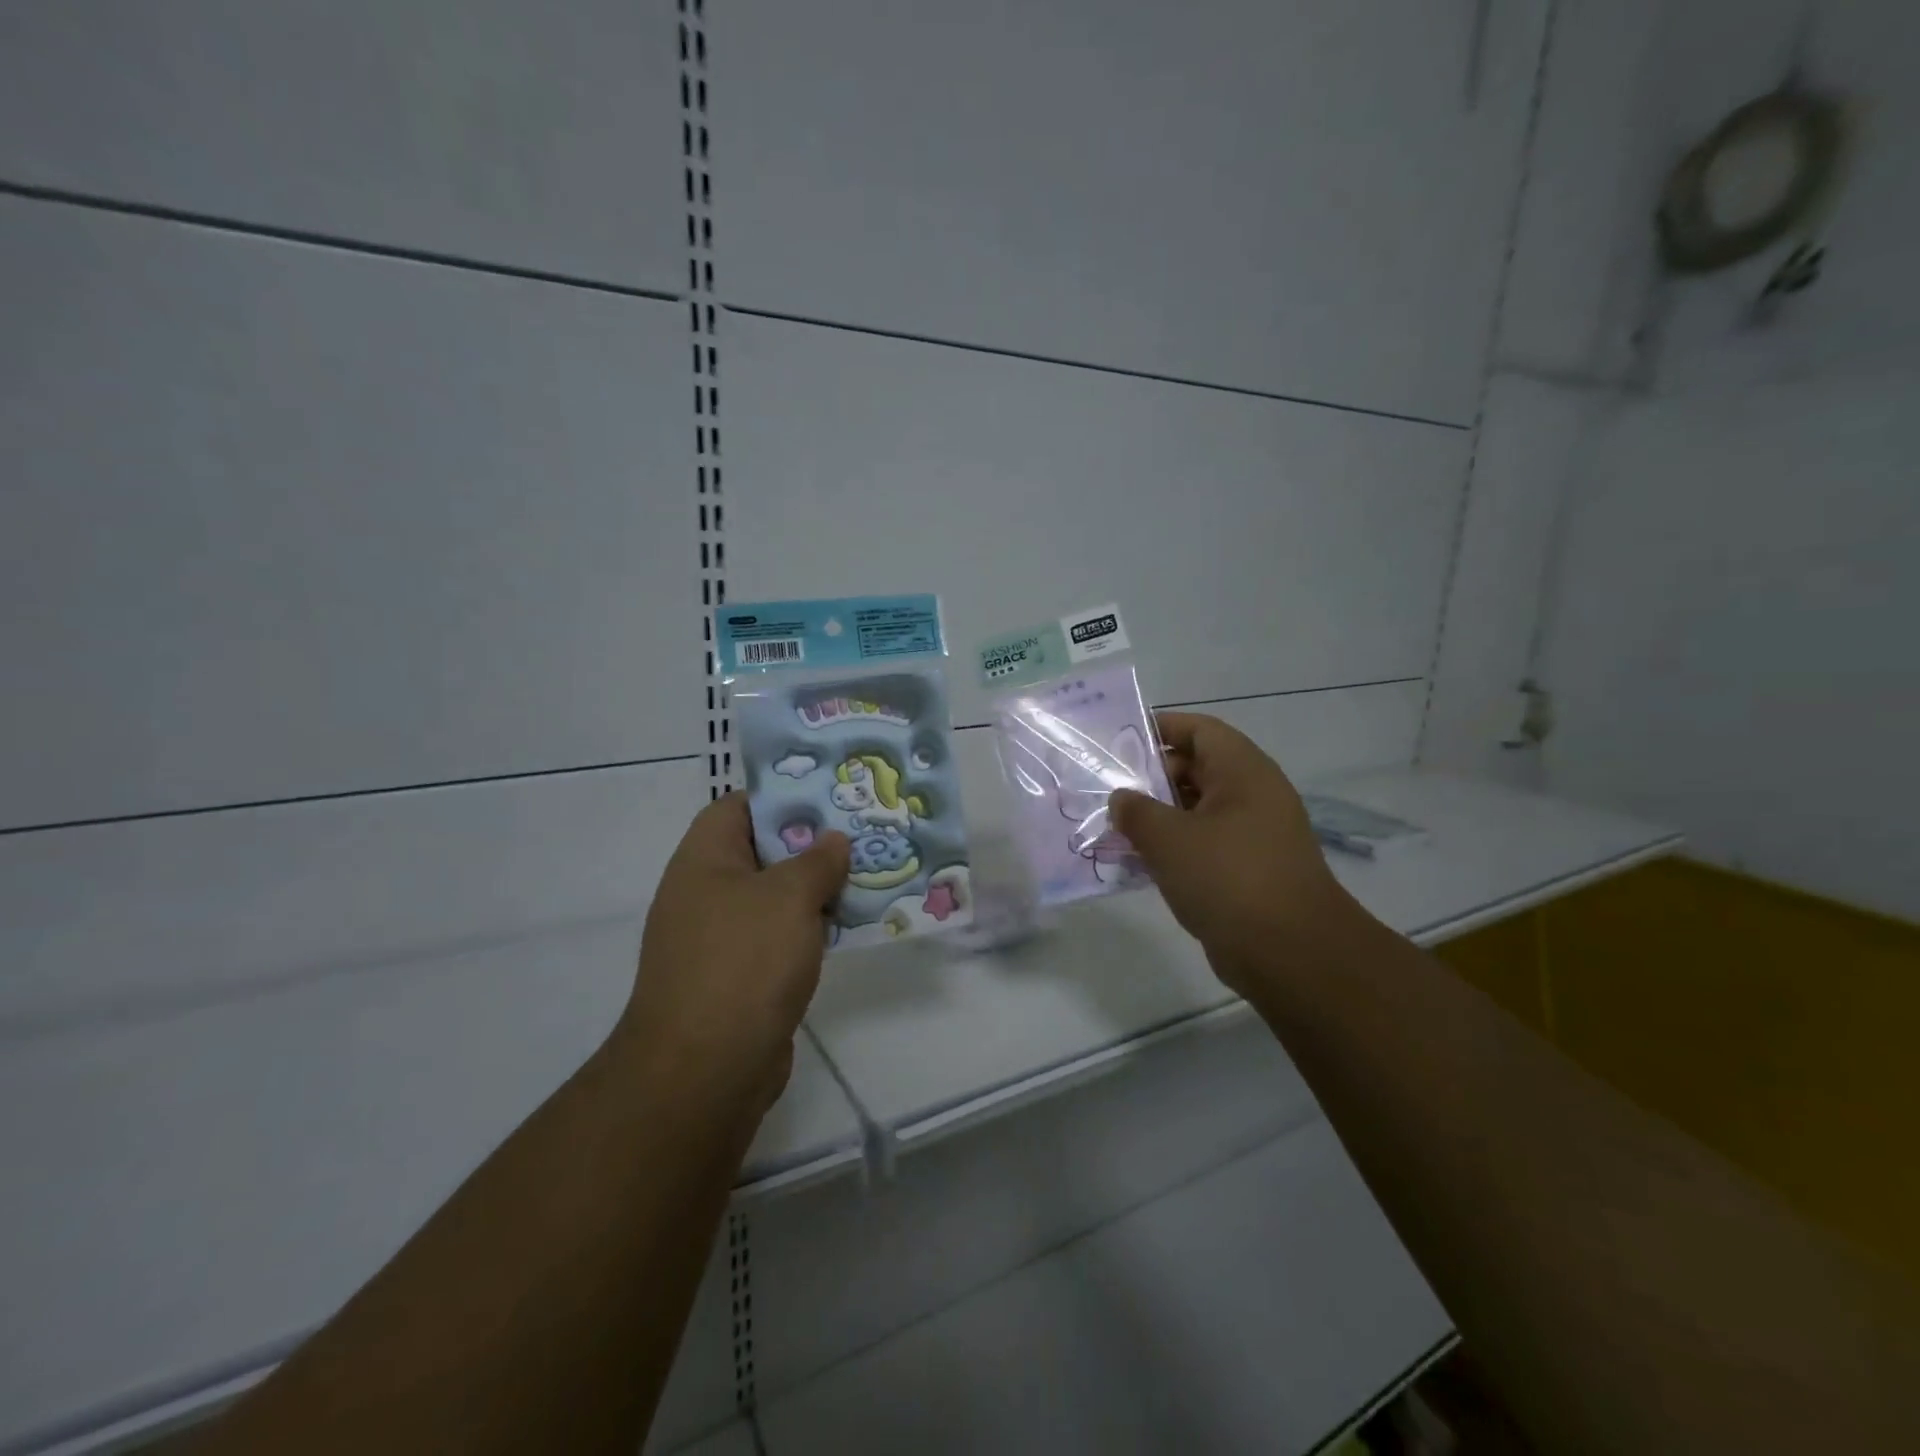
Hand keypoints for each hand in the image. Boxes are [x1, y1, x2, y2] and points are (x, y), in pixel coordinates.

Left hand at [617, 794, 849, 1117]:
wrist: (706, 1071)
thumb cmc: (744, 962)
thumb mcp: (789, 896)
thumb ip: (818, 861)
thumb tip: (834, 840)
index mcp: (704, 860)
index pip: (739, 806)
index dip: (783, 796)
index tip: (831, 796)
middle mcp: (706, 893)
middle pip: (763, 852)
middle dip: (813, 843)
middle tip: (863, 833)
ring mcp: (721, 939)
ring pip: (777, 898)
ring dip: (818, 889)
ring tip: (870, 874)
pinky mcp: (740, 978)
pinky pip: (781, 937)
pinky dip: (812, 929)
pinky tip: (852, 926)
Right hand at [1109, 711, 1351, 991]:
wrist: (1292, 954)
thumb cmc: (1229, 878)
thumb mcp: (1169, 838)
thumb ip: (1136, 811)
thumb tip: (1121, 799)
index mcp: (1242, 772)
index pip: (1199, 729)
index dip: (1159, 728)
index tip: (1118, 742)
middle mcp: (1252, 795)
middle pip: (1195, 769)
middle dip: (1150, 778)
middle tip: (1107, 791)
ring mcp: (1252, 834)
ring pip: (1196, 811)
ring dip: (1156, 817)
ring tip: (1113, 827)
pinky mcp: (1247, 870)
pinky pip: (1202, 845)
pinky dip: (1172, 848)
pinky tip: (1137, 863)